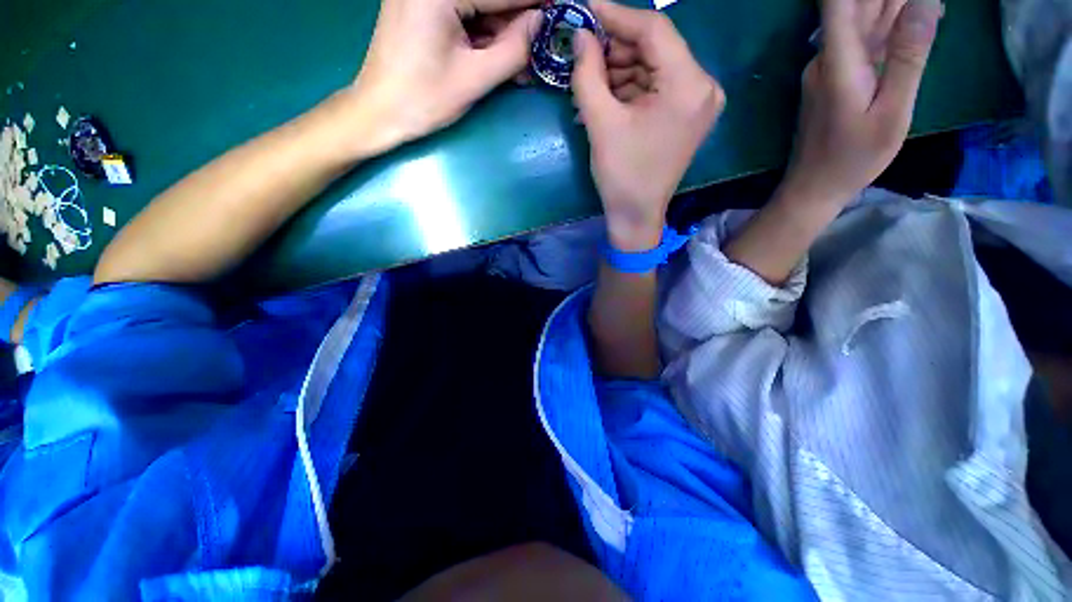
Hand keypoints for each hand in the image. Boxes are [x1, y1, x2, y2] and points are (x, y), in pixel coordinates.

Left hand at [345, 0, 542, 154]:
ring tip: (524, 62)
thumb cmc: (424, 99)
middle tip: (542, 46)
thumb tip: (542, 24)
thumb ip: (513, 49)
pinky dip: (484, 36)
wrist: (379, 112)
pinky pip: (463, 15)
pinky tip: (501, 57)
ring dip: (503, 33)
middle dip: (516, 23)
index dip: (535, 4)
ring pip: (478, 8)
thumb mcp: (475, 78)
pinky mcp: (421, 7)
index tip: (562, 10)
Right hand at [571, 0, 723, 250]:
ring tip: (589, 80)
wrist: (637, 215)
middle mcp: (703, 86)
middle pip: (656, 47)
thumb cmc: (621, 175)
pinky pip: (658, 86)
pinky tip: (606, 95)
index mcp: (687, 86)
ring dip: (620, 69)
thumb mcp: (600, 123)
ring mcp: (699, 100)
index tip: (586, 9)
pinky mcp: (688, 114)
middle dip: (617, 47)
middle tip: (584, 52)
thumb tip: (581, 35)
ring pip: (655, 66)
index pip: (654, 29)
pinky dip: (631, 87)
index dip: (617, 15)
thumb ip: (587, 73)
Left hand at [784, 0, 942, 203]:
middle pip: (857, 6)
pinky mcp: (834, 80)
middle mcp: (826, 58)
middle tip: (925, 1)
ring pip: (862, 22)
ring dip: (893, 5)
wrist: (813, 187)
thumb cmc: (853, 157)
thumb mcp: (892, 110)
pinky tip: (917, 17)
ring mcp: (828, 69)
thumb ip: (908, 55)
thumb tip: (924, 0)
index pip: (839, 1)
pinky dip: (889, 27)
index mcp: (837, 60)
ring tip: (927, 5)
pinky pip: (862, 43)